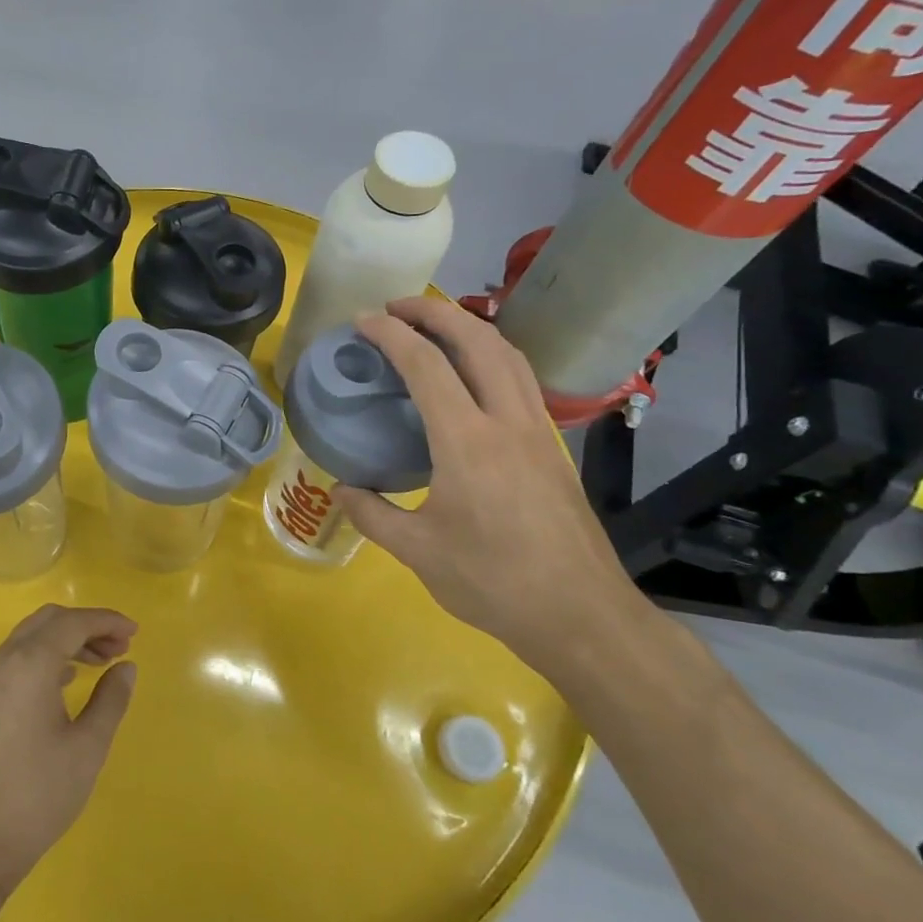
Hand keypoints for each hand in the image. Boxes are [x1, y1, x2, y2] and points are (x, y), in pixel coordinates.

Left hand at [0, 605, 138, 899]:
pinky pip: (12, 661)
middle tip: (119, 647)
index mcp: (29, 664)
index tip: (134, 633)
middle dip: (86, 626)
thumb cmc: (36, 795)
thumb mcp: (87, 748)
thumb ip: (110, 700)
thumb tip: (126, 666)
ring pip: (28, 639)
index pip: (73, 622)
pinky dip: (42, 658)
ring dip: (64, 641)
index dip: (107, 621)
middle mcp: (1, 661)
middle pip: (47, 621)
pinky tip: (62, 684)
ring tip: (98, 664)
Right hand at [337, 296, 644, 675]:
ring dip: (470, 326)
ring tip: (434, 324)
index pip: (426, 365)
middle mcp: (506, 422)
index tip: (363, 320)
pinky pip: (522, 379)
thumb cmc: (493, 582)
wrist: (581, 615)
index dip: (391, 334)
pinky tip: (474, 372)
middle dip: (435, 311)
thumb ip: (372, 514)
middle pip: (477, 341)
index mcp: (467, 442)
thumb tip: (340, 489)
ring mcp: (537, 431)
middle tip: (397, 306)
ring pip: (508, 354)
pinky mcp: (551, 447)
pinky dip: (492, 354)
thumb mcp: (418, 552)